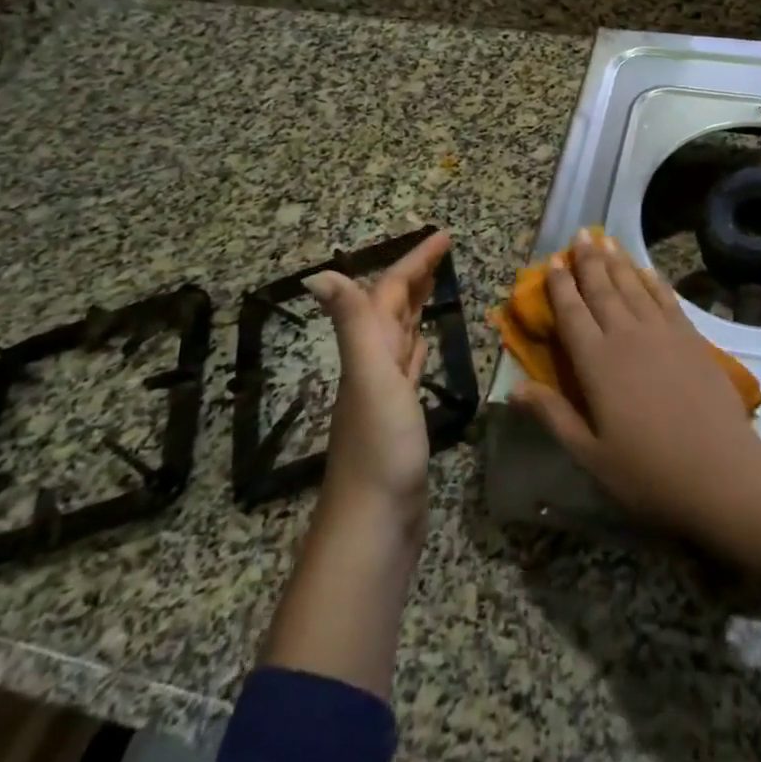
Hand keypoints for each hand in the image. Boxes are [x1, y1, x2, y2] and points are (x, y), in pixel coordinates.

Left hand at [305, 229, 450, 525]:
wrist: (374, 526)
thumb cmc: (379, 449)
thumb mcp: (370, 378)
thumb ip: (352, 324)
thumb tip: (317, 272)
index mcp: (367, 350)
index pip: (389, 292)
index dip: (414, 261)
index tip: (443, 236)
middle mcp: (372, 365)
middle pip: (392, 308)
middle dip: (414, 275)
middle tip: (442, 251)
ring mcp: (385, 393)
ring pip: (399, 335)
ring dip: (415, 306)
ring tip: (435, 286)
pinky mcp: (400, 417)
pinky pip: (407, 368)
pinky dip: (416, 348)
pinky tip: (422, 344)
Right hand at [511, 232, 760, 573]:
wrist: (720, 472)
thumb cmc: (647, 471)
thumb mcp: (590, 454)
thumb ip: (553, 415)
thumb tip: (514, 389)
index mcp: (597, 363)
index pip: (572, 314)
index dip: (560, 286)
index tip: (552, 261)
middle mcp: (627, 336)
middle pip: (602, 290)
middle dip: (589, 261)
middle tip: (580, 234)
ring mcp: (662, 333)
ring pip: (633, 287)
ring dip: (618, 263)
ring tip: (606, 241)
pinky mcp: (690, 338)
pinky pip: (666, 299)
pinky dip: (653, 281)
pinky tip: (646, 271)